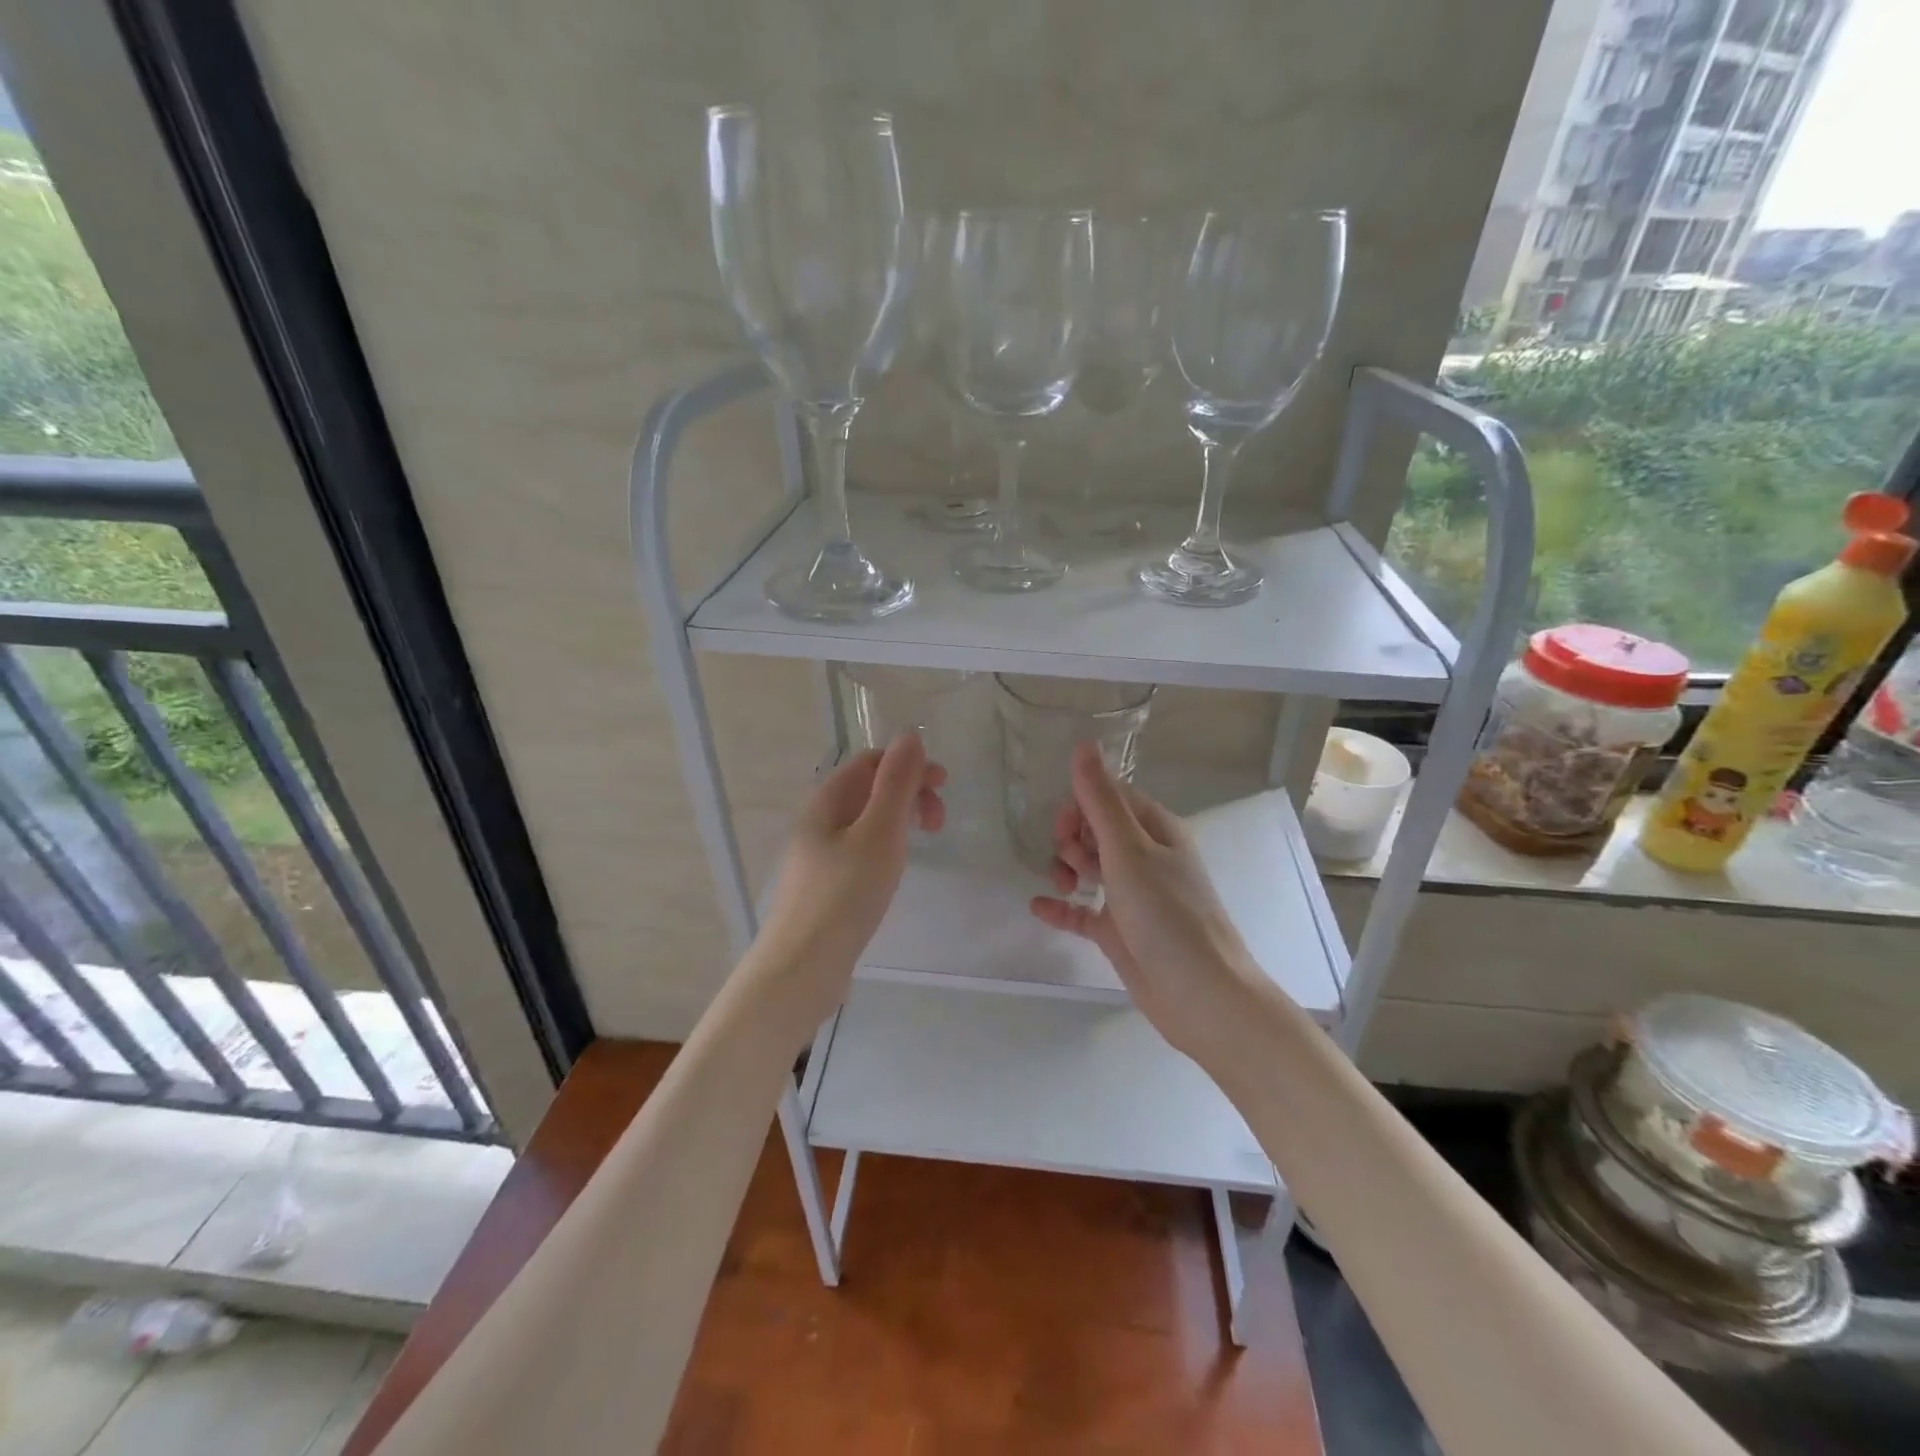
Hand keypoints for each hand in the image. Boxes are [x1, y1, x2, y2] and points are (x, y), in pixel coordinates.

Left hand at [756, 734, 944, 1018]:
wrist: (801, 968)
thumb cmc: (844, 895)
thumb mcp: (879, 833)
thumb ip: (896, 783)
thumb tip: (909, 735)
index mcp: (827, 801)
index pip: (869, 761)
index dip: (908, 764)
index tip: (943, 786)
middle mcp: (818, 821)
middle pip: (868, 789)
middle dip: (908, 793)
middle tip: (939, 822)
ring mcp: (818, 855)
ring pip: (865, 821)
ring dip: (899, 820)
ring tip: (922, 843)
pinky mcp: (824, 885)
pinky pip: (860, 849)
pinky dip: (886, 847)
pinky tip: (894, 870)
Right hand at [1029, 742, 1263, 1060]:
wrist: (1200, 995)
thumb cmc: (1167, 914)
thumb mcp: (1129, 851)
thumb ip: (1101, 800)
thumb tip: (1083, 745)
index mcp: (1156, 830)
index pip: (1112, 797)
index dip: (1082, 804)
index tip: (1064, 826)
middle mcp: (1145, 858)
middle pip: (1097, 830)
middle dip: (1072, 838)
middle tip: (1070, 861)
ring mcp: (1133, 896)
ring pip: (1089, 867)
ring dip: (1067, 869)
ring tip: (1064, 887)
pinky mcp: (1120, 931)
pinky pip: (1083, 911)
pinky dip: (1062, 907)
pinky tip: (1039, 907)